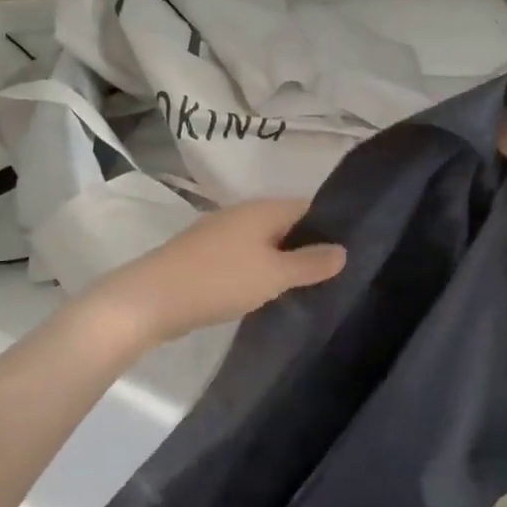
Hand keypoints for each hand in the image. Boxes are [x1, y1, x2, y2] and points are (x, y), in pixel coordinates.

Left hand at [87, 198, 346, 349]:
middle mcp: (244, 214)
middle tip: (338, 274)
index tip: (355, 250)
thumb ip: (310, 263)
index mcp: (263, 209)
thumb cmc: (219, 280)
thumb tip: (343, 250)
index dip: (333, 225)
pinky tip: (272, 293)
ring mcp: (222, 235)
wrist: (151, 299)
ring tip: (311, 287)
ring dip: (285, 261)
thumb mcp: (273, 274)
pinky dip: (262, 271)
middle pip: (287, 225)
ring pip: (266, 243)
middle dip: (310, 246)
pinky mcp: (207, 257)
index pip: (309, 207)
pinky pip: (246, 258)